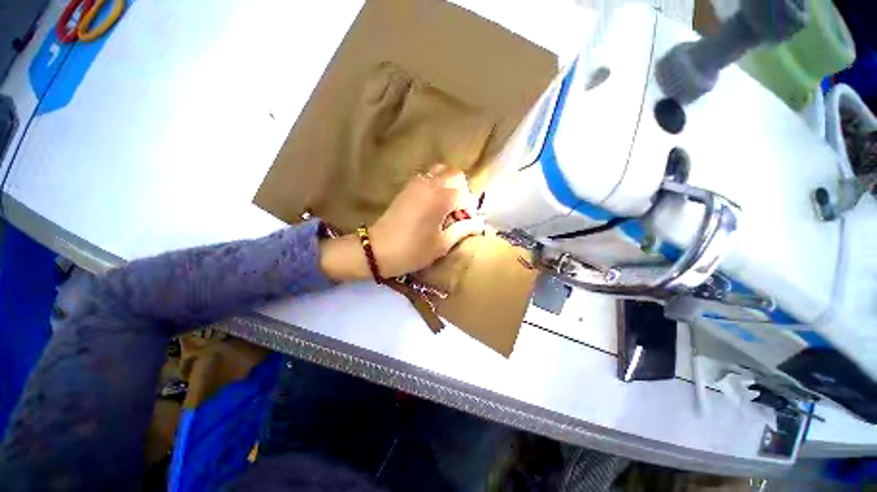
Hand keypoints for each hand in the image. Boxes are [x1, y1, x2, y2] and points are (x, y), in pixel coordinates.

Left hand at [320, 164, 483, 281]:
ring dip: (448, 185)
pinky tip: (432, 205)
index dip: (470, 210)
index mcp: (442, 198)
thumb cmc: (413, 250)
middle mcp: (430, 184)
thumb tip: (477, 224)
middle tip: (458, 212)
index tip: (466, 225)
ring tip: (446, 206)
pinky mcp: (406, 188)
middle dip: (462, 191)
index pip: (466, 196)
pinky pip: (427, 178)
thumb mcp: (442, 244)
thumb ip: (463, 230)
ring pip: (440, 172)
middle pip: (455, 175)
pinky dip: (435, 185)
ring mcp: (416, 184)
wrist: (377, 250)